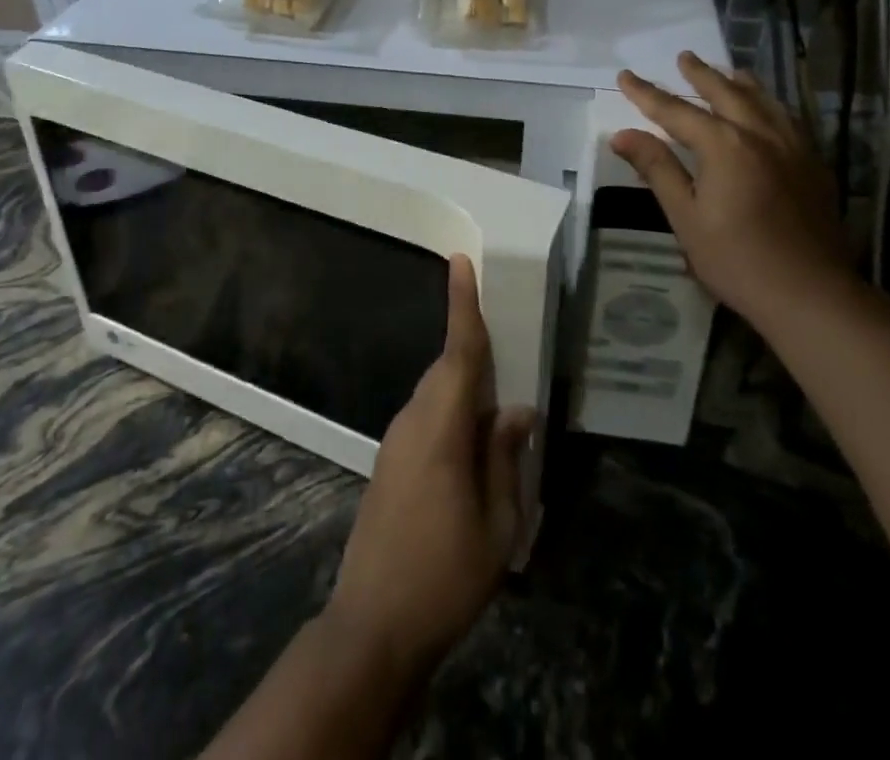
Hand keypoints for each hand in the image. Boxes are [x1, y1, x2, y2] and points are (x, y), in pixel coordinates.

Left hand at [325, 254, 534, 678]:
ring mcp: (395, 443)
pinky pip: (426, 419)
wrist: (372, 627)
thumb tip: (517, 411)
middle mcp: (413, 422)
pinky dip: (452, 415)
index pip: (457, 352)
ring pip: (436, 394)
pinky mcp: (389, 464)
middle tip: (506, 347)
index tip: (459, 262)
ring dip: (465, 389)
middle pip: (446, 370)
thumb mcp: (497, 525)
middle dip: (473, 350)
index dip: (461, 304)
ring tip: (499, 410)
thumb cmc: (444, 576)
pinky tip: (473, 449)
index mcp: (440, 428)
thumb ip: (505, 459)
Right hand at [612, 51, 854, 322]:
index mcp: (724, 145)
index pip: (676, 111)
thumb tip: (622, 135)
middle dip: (700, 74)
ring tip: (727, 71)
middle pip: (725, 93)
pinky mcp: (813, 164)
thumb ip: (657, 169)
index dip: (647, 94)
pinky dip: (769, 104)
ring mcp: (792, 147)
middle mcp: (760, 134)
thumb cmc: (737, 259)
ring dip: (739, 82)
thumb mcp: (686, 216)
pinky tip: (768, 110)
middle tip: (683, 57)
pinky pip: (788, 119)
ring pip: (763, 101)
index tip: (625, 76)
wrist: (811, 294)